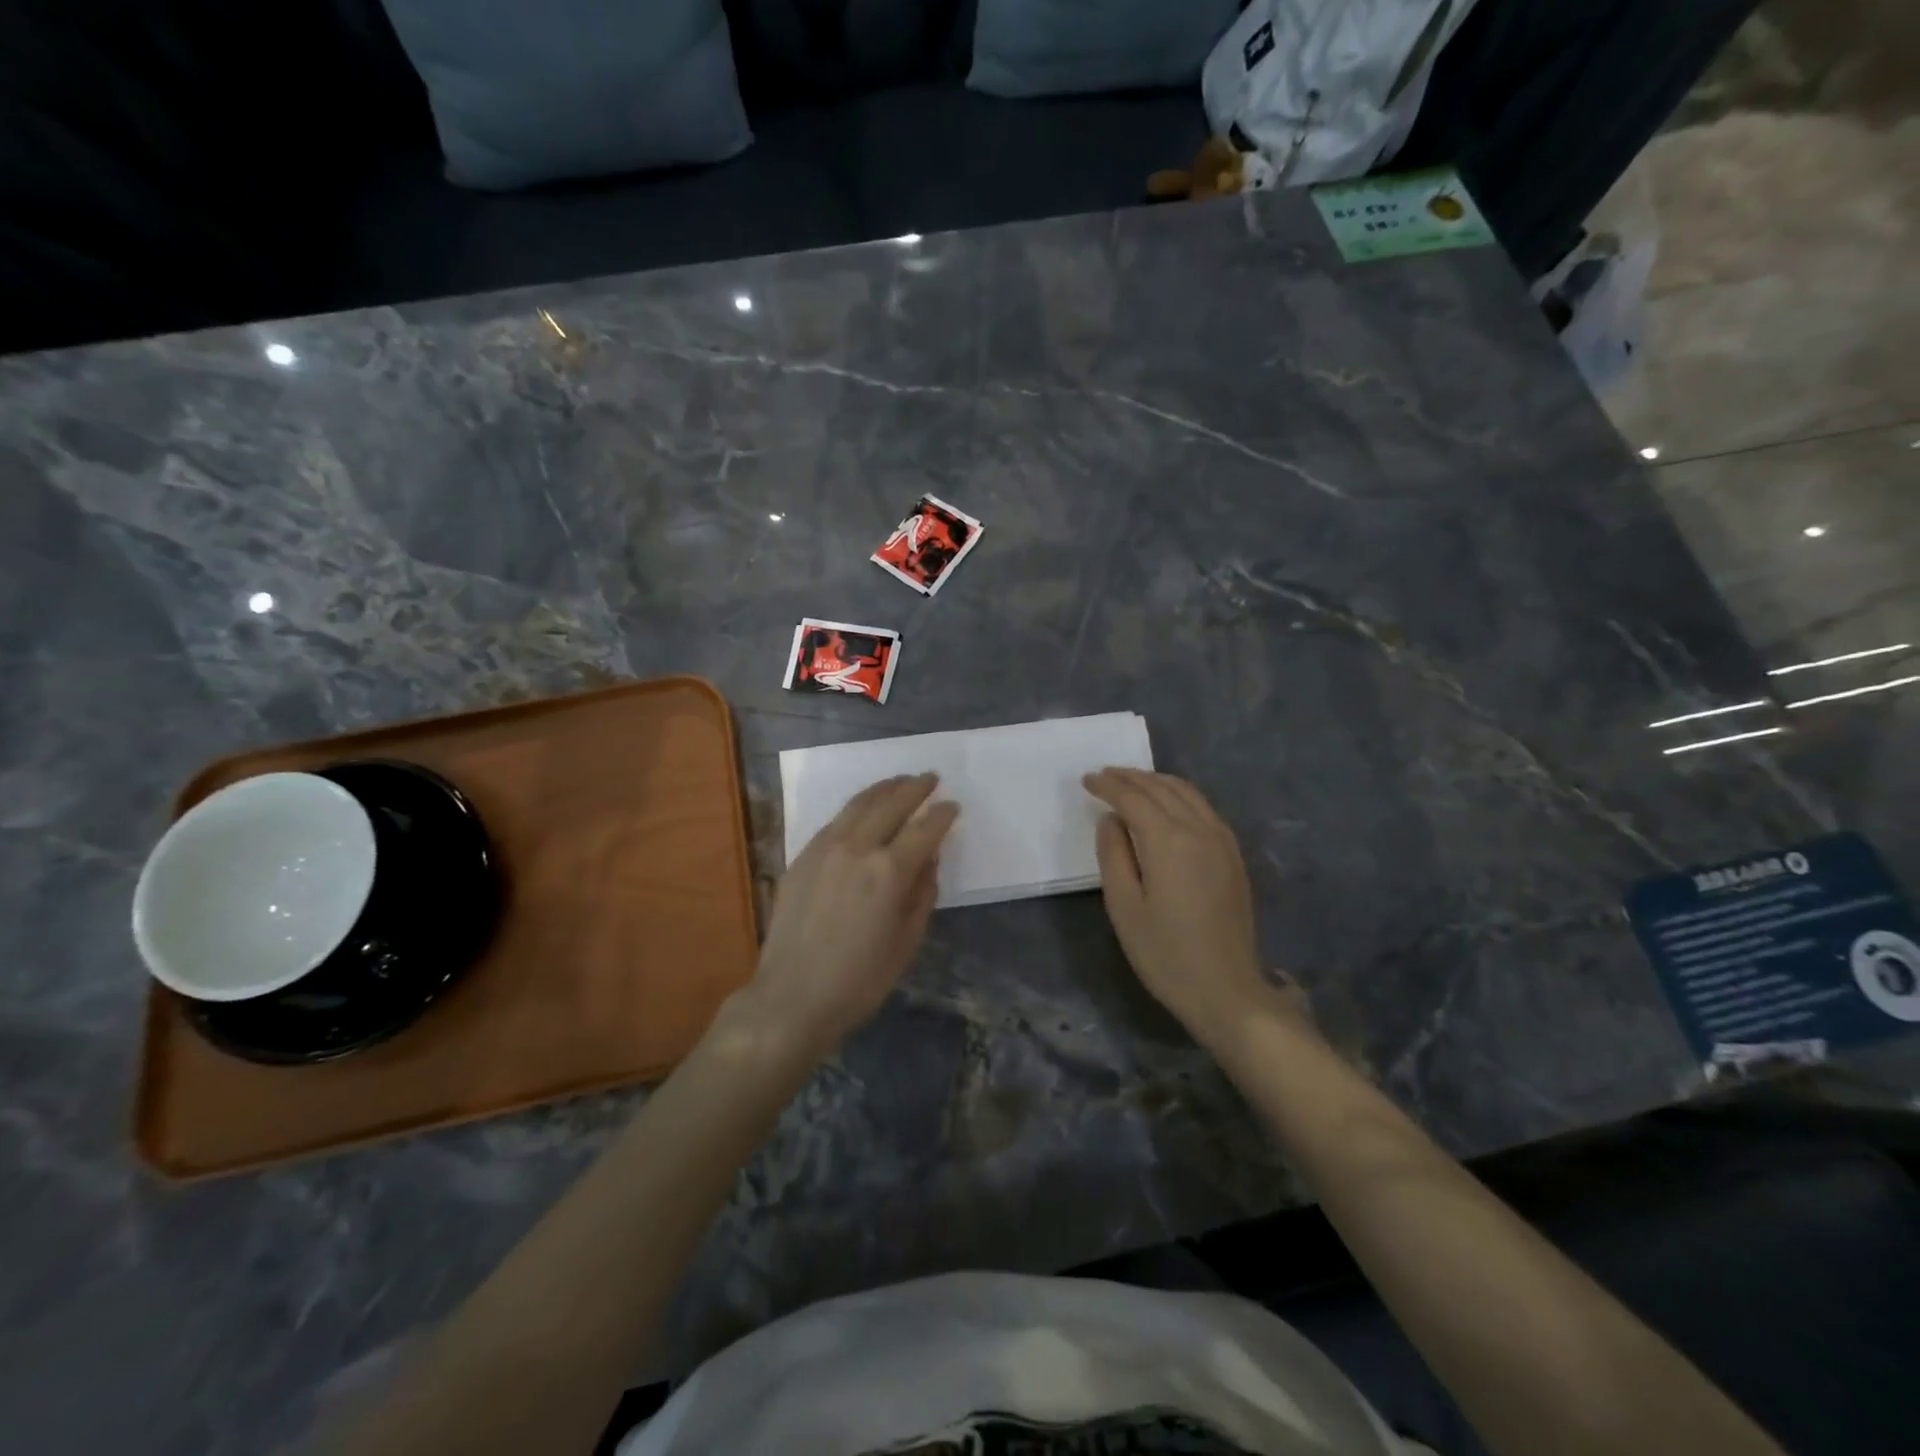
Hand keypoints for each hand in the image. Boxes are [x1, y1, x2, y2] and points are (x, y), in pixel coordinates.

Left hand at [744, 774, 958, 1057]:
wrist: (791, 997)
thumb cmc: (859, 980)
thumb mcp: (906, 942)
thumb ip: (922, 895)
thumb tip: (928, 861)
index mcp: (889, 872)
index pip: (924, 830)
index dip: (941, 815)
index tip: (952, 806)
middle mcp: (857, 848)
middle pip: (890, 805)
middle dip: (914, 788)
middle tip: (930, 778)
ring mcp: (824, 849)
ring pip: (858, 804)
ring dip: (883, 789)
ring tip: (899, 781)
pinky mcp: (802, 857)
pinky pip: (834, 821)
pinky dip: (856, 807)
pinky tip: (863, 810)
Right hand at [1084, 768, 1294, 1046]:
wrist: (1226, 990)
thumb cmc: (1165, 953)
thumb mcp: (1124, 907)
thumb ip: (1113, 855)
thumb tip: (1111, 820)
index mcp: (1168, 841)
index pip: (1133, 798)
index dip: (1108, 785)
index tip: (1087, 780)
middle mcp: (1199, 829)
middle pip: (1161, 788)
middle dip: (1130, 777)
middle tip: (1104, 775)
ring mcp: (1222, 841)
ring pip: (1187, 793)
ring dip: (1156, 781)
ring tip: (1131, 783)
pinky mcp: (1233, 855)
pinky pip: (1204, 808)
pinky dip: (1180, 795)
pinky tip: (1168, 805)